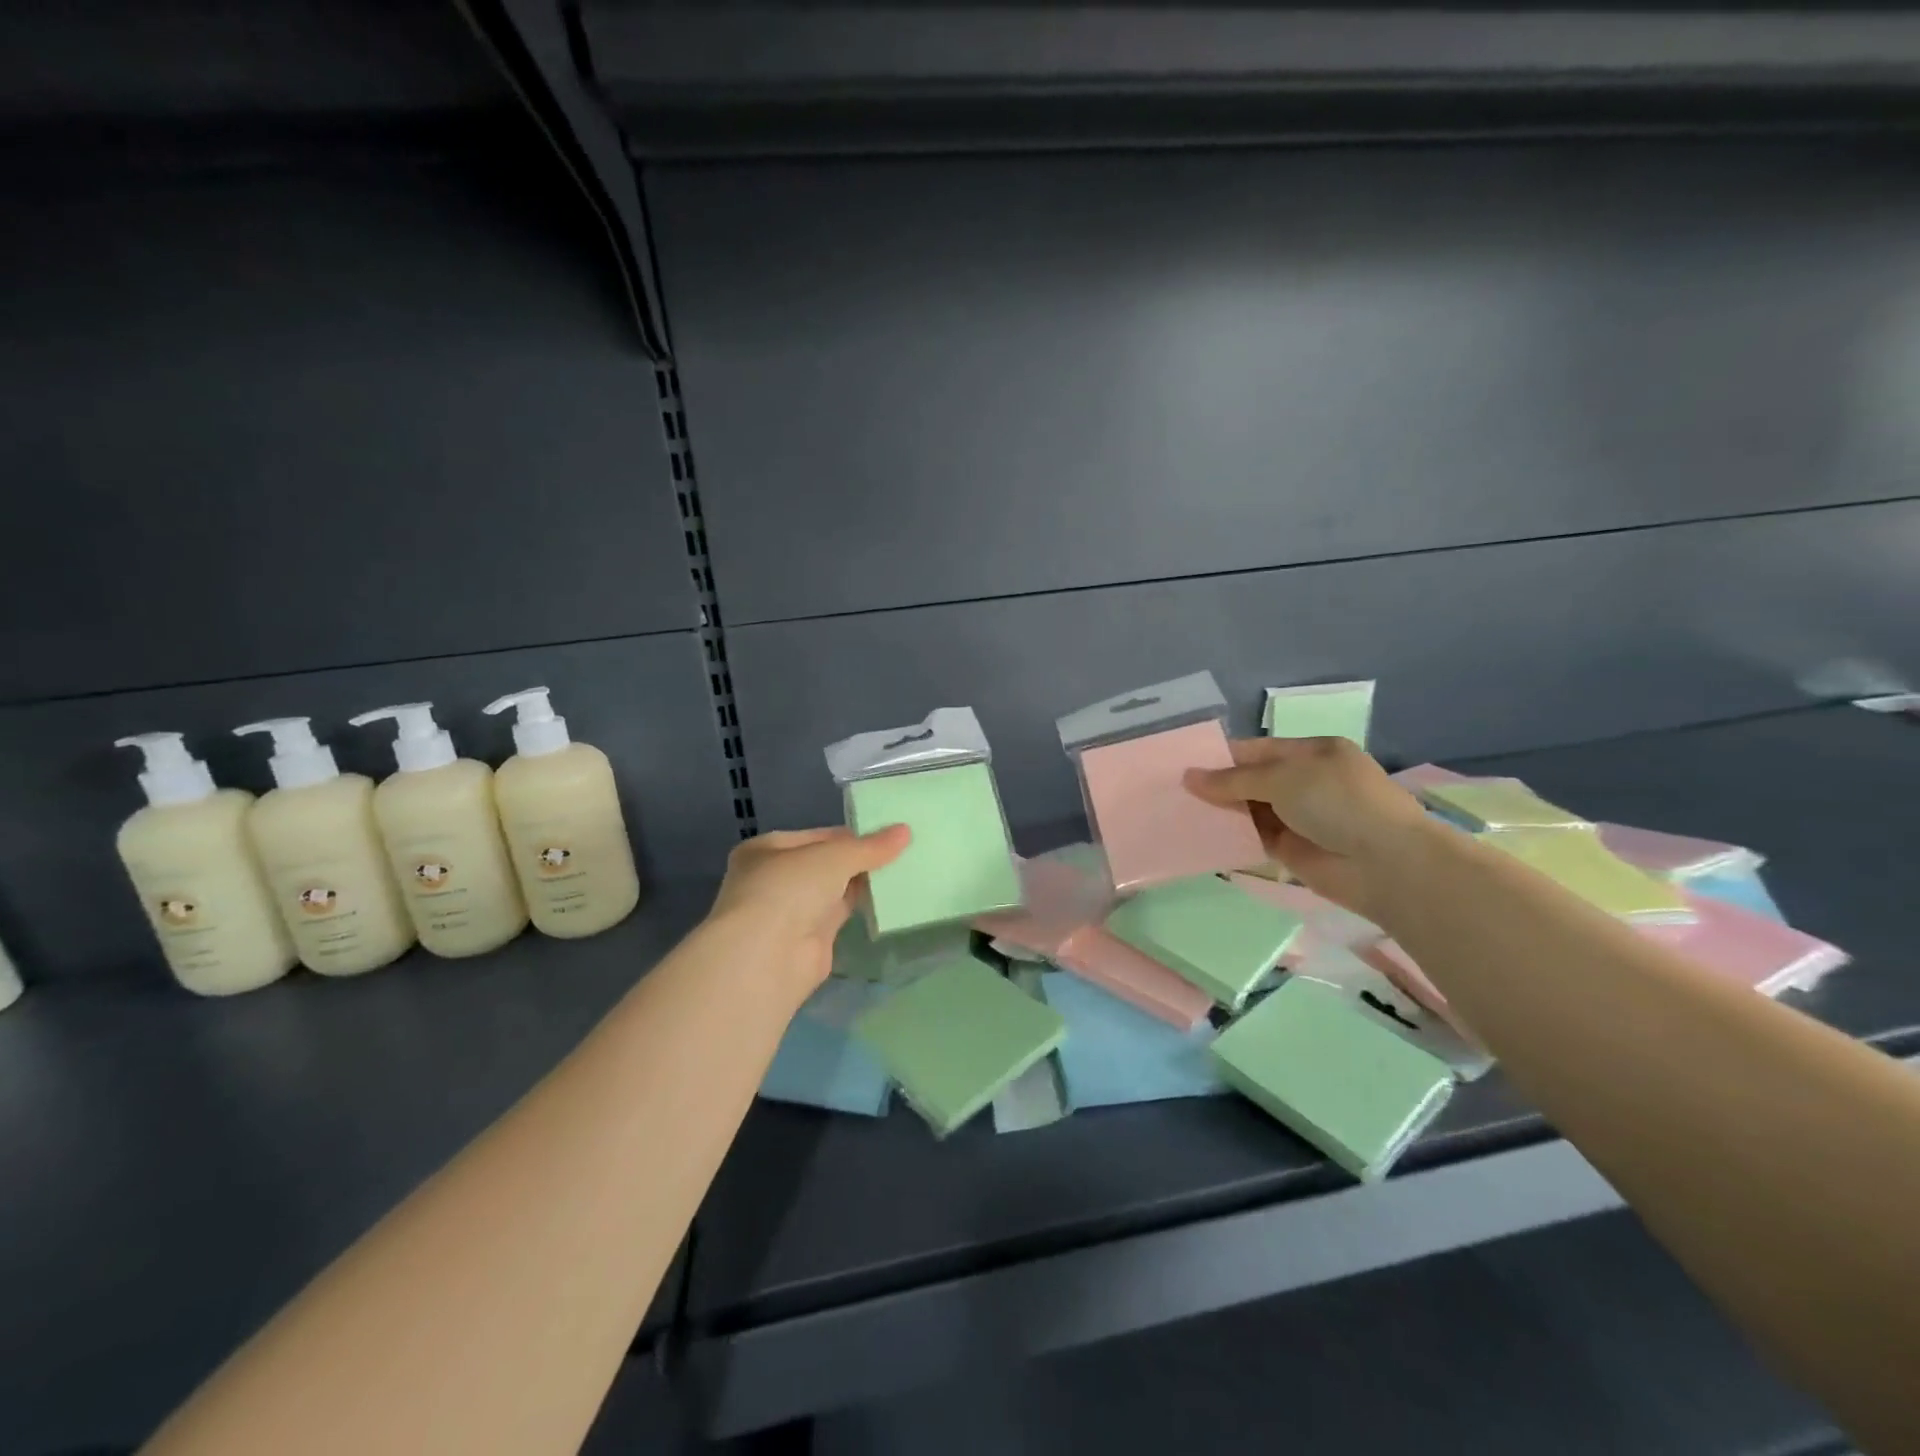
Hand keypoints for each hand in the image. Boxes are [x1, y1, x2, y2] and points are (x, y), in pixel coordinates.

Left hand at [706, 826, 910, 1001]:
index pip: (817, 836)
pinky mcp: (810, 939)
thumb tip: (905, 831)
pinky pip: (842, 914)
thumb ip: (869, 847)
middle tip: (903, 849)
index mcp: (767, 850)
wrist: (766, 958)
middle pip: (826, 863)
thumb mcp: (833, 857)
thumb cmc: (788, 890)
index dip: (852, 835)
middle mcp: (775, 878)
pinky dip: (863, 906)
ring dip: (864, 882)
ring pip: (835, 889)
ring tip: (905, 869)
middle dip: (860, 859)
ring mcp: (792, 911)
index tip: (889, 833)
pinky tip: (892, 896)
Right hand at [1185, 737, 1430, 920]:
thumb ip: (1232, 780)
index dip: (1222, 757)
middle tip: (1172, 790)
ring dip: (1221, 812)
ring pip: (1251, 810)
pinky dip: (1232, 837)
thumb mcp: (1282, 778)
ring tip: (1177, 811)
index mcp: (1312, 752)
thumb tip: (1188, 777)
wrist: (1384, 863)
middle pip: (1252, 780)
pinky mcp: (1293, 850)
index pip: (1258, 750)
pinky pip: (1254, 838)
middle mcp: (1306, 781)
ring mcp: (1301, 817)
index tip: (1184, 765)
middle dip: (1217, 785)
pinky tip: (1200, 836)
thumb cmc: (1337, 802)